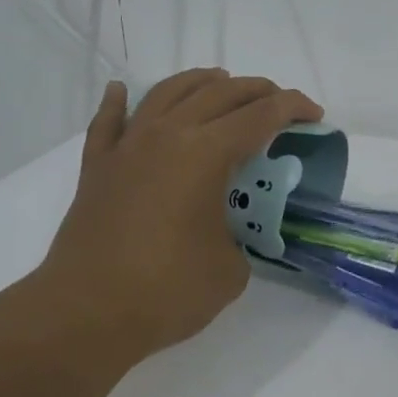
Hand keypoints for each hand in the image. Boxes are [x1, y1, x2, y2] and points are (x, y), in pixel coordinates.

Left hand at [34, 68, 322, 363]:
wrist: (83, 315)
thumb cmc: (166, 290)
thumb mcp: (230, 268)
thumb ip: (238, 237)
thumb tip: (225, 234)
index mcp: (206, 153)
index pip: (261, 115)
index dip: (293, 108)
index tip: (314, 115)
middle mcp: (167, 135)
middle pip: (220, 93)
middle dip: (257, 90)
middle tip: (278, 103)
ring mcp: (127, 147)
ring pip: (168, 93)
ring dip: (200, 81)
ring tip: (219, 81)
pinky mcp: (97, 168)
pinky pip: (108, 122)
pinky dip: (118, 101)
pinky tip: (122, 90)